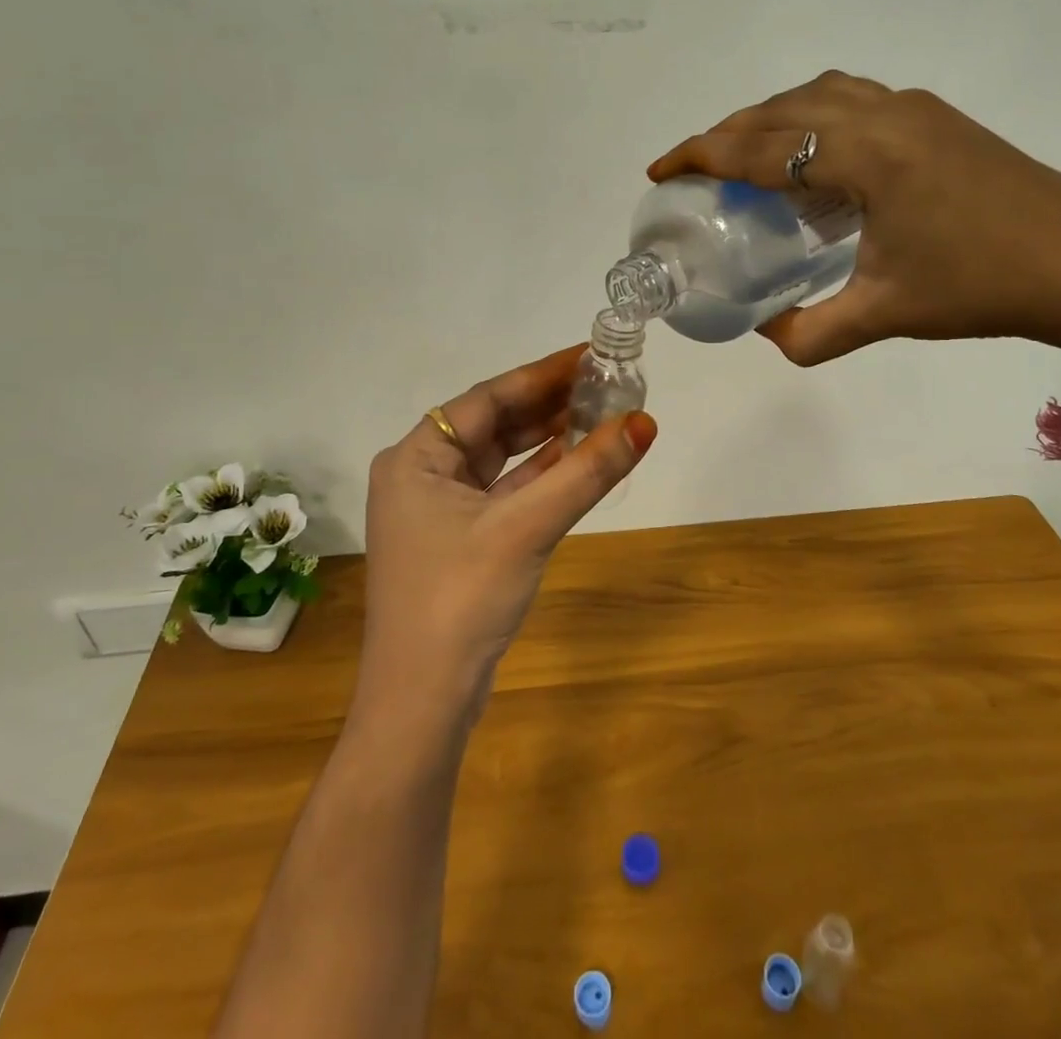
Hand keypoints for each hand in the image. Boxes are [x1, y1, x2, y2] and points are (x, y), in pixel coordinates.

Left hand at [356, 346, 656, 726]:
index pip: (487, 398)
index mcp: (415, 458)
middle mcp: (421, 475)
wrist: (422, 705)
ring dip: (547, 439)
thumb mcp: (526, 528)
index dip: (542, 374)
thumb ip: (586, 473)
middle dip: (548, 404)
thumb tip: (645, 423)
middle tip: (605, 382)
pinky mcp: (460, 540)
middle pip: (493, 425)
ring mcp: (439, 510)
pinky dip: (540, 476)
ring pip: (501, 459)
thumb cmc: (461, 600)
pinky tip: (578, 459)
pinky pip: (505, 492)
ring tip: (601, 412)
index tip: (590, 355)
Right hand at [648, 72, 1060, 369]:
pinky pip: (851, 99)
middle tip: (692, 170)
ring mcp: (915, 108)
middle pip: (779, 110)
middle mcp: (883, 114)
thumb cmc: (982, 288)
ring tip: (743, 156)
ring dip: (769, 118)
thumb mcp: (885, 315)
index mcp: (864, 155)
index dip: (701, 156)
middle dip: (725, 135)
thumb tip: (765, 332)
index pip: (760, 147)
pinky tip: (811, 155)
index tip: (660, 171)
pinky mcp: (937, 117)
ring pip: (816, 93)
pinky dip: (810, 116)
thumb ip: (810, 332)